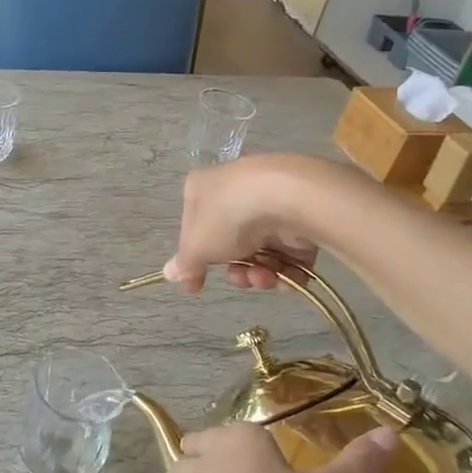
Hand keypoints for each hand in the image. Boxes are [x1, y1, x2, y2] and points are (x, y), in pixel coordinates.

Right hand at [163, 154, 344, 292]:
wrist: (287, 197)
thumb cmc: (228, 216)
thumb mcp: (196, 246)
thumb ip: (185, 264)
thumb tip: (169, 274)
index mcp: (203, 188)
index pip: (194, 226)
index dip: (197, 257)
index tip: (198, 284)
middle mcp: (236, 192)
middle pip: (231, 244)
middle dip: (236, 270)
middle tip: (241, 278)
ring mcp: (271, 204)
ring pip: (262, 251)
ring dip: (261, 274)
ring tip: (266, 278)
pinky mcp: (302, 217)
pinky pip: (291, 252)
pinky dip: (288, 270)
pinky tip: (287, 277)